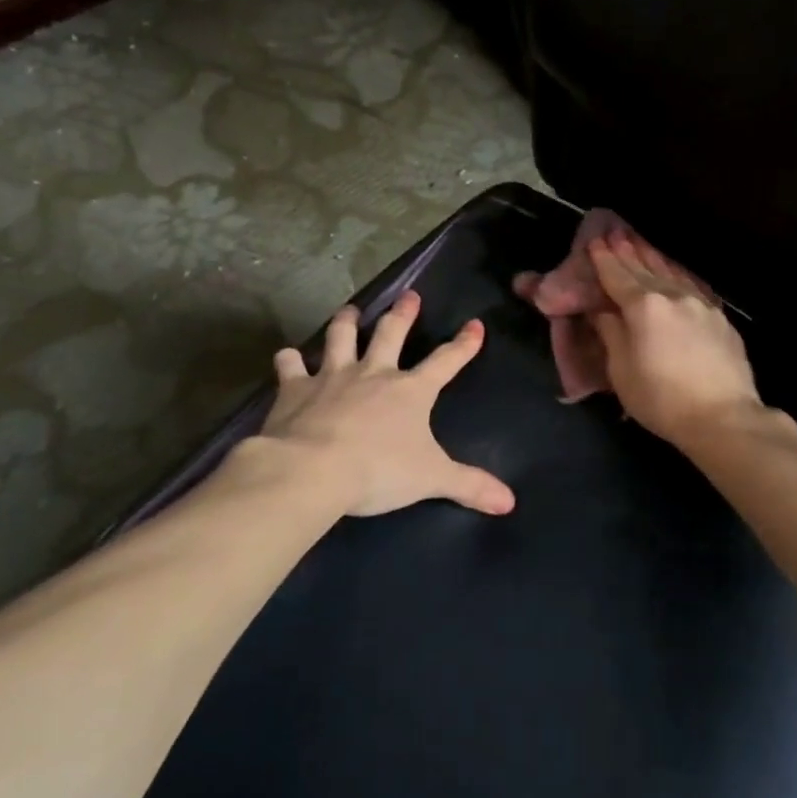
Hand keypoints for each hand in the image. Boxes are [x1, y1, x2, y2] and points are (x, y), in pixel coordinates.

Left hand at [256, 291, 515, 517]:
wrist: (312, 469)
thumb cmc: (378, 471)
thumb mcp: (432, 479)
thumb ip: (470, 486)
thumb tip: (509, 502)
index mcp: (410, 391)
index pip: (446, 361)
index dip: (463, 344)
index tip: (475, 324)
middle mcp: (373, 373)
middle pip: (391, 334)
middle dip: (403, 314)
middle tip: (409, 296)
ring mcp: (331, 376)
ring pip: (341, 337)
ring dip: (346, 322)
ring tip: (350, 310)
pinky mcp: (294, 389)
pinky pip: (290, 365)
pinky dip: (289, 359)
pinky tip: (287, 356)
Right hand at [589, 236, 763, 447]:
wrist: (723, 417)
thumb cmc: (662, 399)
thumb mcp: (622, 372)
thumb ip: (611, 334)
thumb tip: (603, 311)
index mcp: (644, 307)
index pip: (617, 277)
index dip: (604, 260)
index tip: (594, 241)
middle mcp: (673, 296)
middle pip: (645, 269)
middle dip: (628, 251)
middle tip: (615, 233)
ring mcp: (701, 305)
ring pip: (672, 273)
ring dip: (653, 258)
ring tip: (641, 243)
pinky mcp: (720, 319)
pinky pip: (691, 287)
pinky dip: (676, 275)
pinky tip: (675, 274)